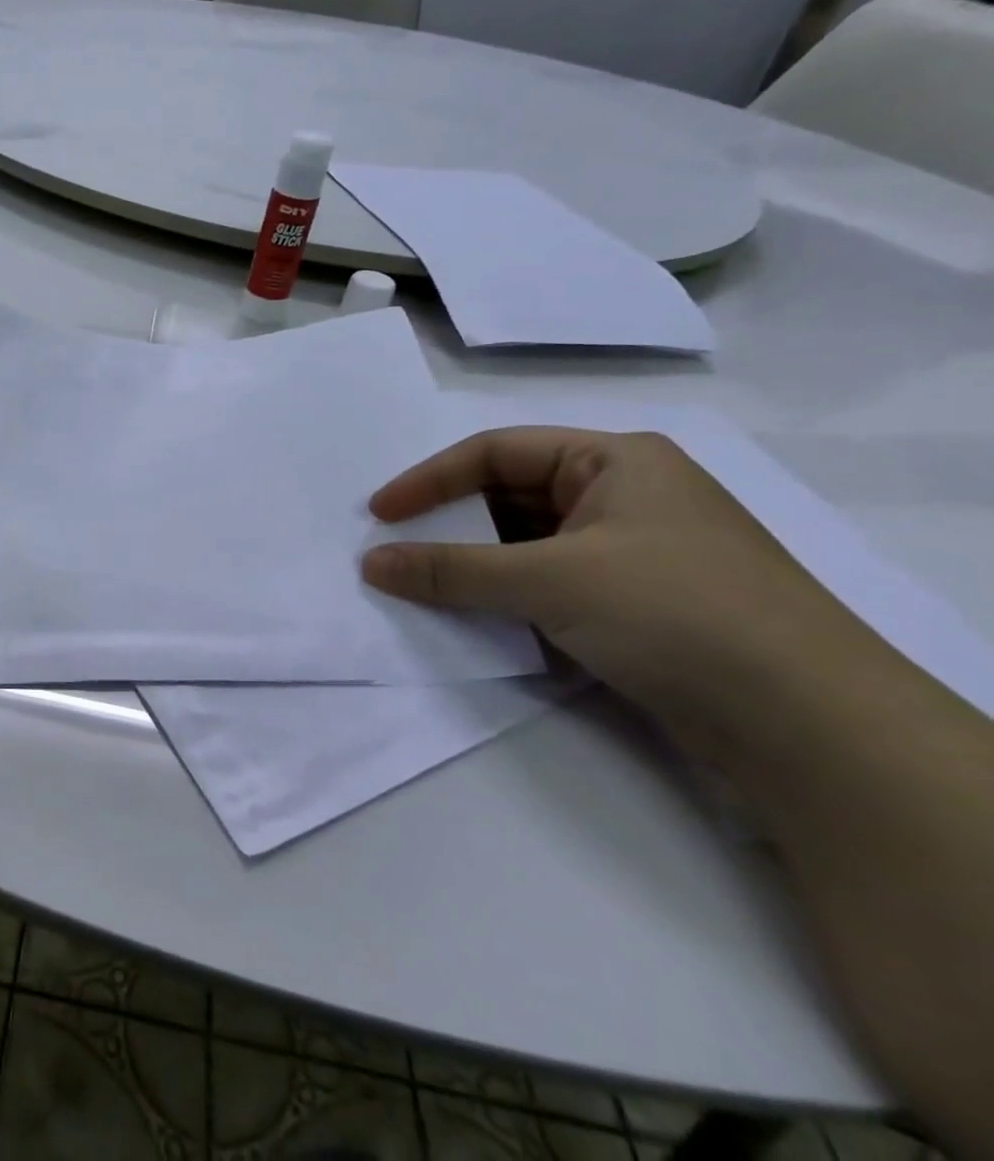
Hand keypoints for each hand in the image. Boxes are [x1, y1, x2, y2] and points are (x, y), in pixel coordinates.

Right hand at [360, 427, 887, 739]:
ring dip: (472, 563)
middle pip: (508, 496)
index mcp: (615, 460)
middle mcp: (623, 496)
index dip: (429, 480)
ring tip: (420, 584)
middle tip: (393, 550)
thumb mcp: (550, 580)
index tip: (379, 515)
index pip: (495, 452)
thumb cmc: (676, 613)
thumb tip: (371, 563)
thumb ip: (452, 570)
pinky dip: (503, 595)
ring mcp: (630, 553)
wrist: (810, 727)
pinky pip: (545, 584)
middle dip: (448, 523)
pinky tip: (471, 615)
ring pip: (525, 544)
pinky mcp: (633, 605)